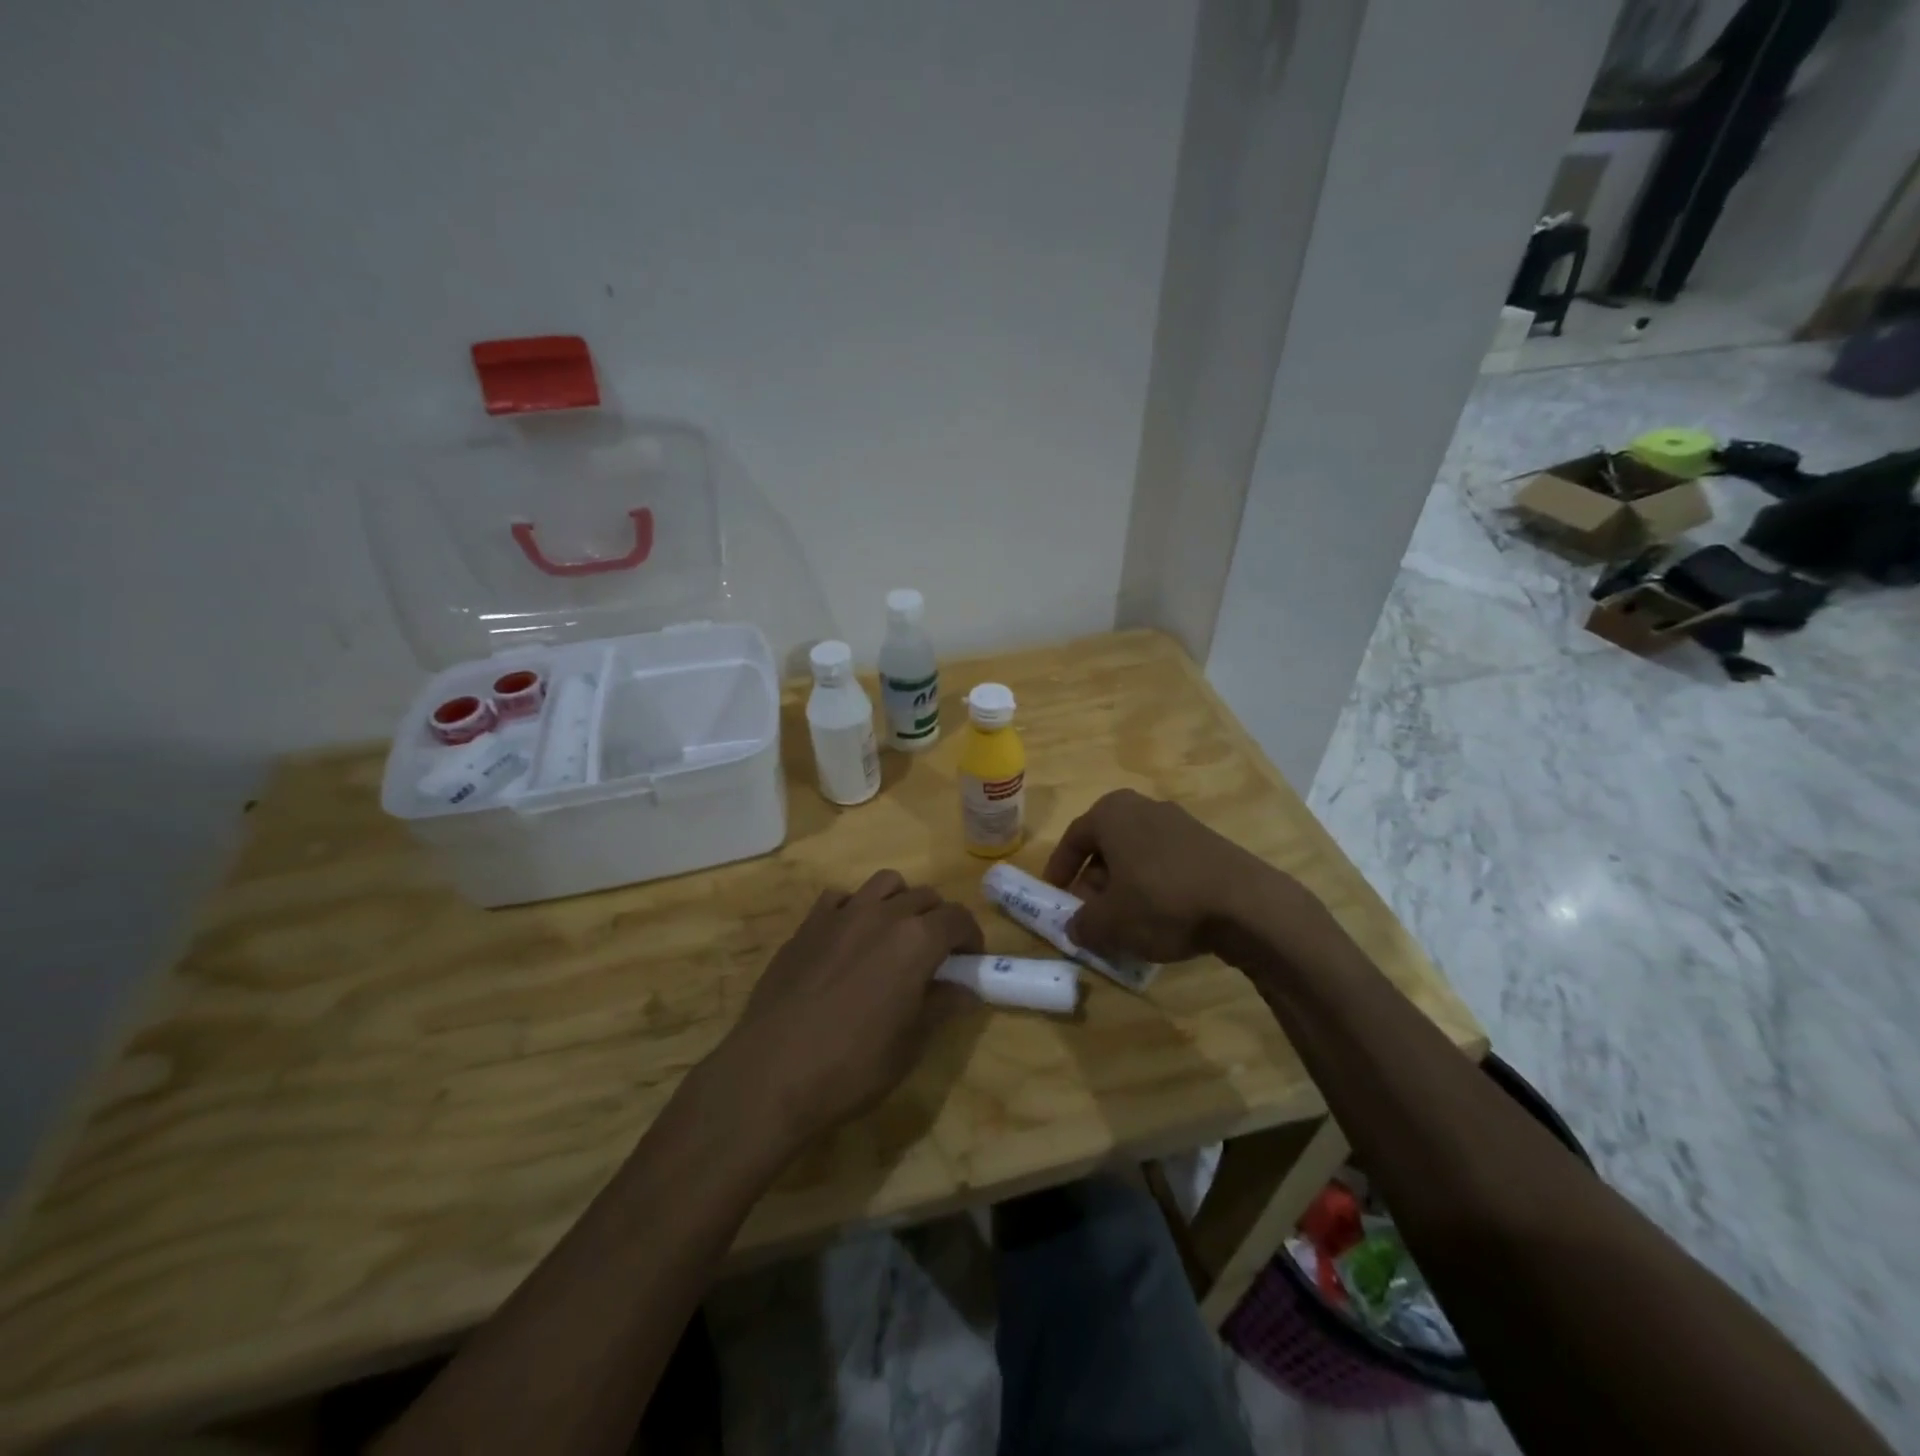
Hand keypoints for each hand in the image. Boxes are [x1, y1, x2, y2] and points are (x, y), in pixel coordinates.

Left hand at [715, 871, 982, 1149]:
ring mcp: (840, 914)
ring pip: (884, 884)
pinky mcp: (807, 925)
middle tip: (936, 954)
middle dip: (938, 919)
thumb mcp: (910, 1044)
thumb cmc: (852, 1066)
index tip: (970, 960)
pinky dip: (855, 908)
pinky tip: (850, 939)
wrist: (771, 1074)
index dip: (971, 937)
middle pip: (924, 897)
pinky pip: (840, 897)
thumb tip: (965, 990)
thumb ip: (941, 1006)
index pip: (958, 919)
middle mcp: (881, 914)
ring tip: (895, 936)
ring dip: (900, 902)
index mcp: (915, 940)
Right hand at [1042, 789, 1279, 962]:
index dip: (1059, 870)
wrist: (1246, 904)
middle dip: (1094, 881)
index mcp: (1111, 813)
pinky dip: (1155, 887)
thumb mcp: (1109, 923)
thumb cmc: (1161, 901)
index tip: (1055, 896)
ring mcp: (1180, 823)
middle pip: (1107, 846)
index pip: (1073, 838)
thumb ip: (1082, 925)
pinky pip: (1166, 863)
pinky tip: (1162, 919)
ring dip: (1125, 886)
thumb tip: (1075, 928)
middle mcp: (1143, 807)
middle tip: (1091, 913)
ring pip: (1137, 856)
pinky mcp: (1208, 844)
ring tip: (1126, 922)